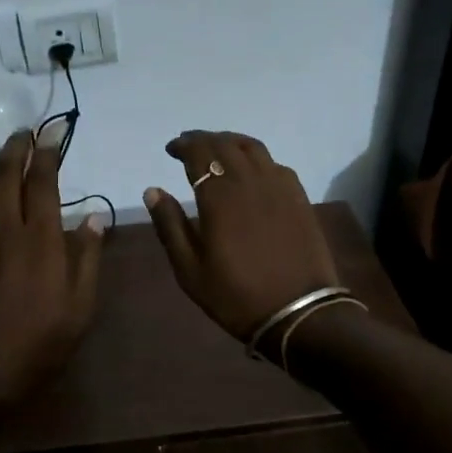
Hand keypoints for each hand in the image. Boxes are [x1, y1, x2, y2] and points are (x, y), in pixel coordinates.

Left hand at [0, 132, 104, 413]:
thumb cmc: (38, 342)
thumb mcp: (80, 306)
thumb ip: (88, 257)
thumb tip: (94, 217)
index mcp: (39, 238)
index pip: (41, 180)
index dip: (47, 154)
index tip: (53, 138)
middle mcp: (2, 226)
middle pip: (5, 172)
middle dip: (17, 147)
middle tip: (25, 134)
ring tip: (1, 152)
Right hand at [143, 131, 338, 347]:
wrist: (299, 313)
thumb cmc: (236, 295)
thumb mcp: (190, 269)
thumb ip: (170, 225)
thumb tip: (152, 190)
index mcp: (220, 197)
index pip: (200, 153)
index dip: (184, 145)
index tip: (171, 149)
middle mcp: (250, 181)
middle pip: (225, 145)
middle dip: (204, 139)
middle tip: (189, 145)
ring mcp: (279, 187)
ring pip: (253, 148)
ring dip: (231, 142)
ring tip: (218, 149)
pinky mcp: (299, 198)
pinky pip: (275, 164)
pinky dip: (257, 158)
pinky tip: (251, 171)